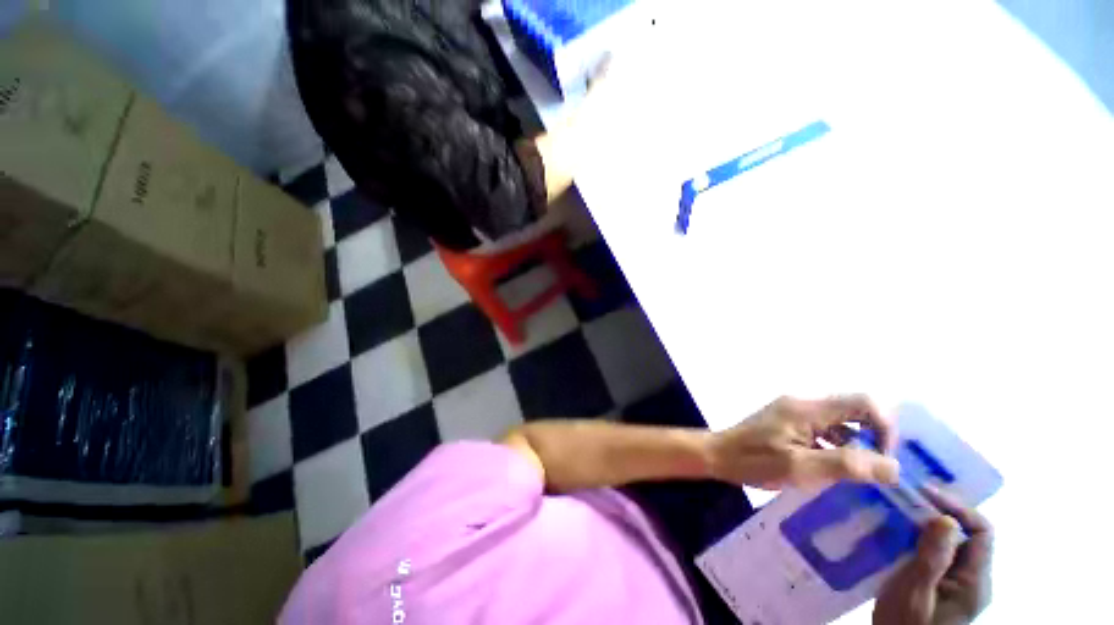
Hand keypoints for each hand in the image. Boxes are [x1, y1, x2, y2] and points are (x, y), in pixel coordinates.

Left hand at [706, 395, 898, 488]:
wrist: (719, 455)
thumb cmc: (755, 461)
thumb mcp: (801, 468)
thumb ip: (846, 465)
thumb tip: (894, 466)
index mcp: (807, 408)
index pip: (864, 402)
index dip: (885, 427)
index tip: (883, 460)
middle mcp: (804, 403)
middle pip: (854, 411)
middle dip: (873, 438)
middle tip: (873, 471)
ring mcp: (795, 411)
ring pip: (841, 422)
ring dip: (855, 444)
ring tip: (855, 476)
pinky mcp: (790, 421)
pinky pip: (825, 429)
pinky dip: (837, 446)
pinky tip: (833, 469)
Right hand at [874, 488, 993, 624]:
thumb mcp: (915, 593)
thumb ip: (933, 559)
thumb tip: (945, 519)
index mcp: (974, 582)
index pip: (982, 533)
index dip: (958, 508)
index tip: (924, 493)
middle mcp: (973, 578)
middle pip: (967, 534)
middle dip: (939, 511)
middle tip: (905, 496)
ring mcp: (958, 582)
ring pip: (951, 541)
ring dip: (926, 522)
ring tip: (897, 509)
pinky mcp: (941, 583)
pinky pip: (937, 551)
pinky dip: (919, 536)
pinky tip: (896, 532)